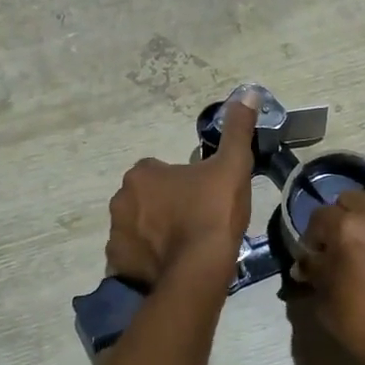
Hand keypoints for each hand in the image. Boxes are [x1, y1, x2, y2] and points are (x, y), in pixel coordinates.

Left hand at [105, 93, 258, 286]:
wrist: (197, 273)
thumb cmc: (212, 214)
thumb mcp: (232, 167)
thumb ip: (237, 131)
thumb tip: (247, 92)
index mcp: (142, 174)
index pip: (159, 170)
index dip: (182, 182)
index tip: (202, 197)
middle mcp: (120, 200)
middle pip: (146, 198)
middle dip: (164, 207)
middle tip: (195, 222)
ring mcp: (116, 235)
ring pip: (138, 228)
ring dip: (155, 233)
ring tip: (186, 248)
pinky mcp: (118, 265)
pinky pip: (133, 257)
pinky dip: (147, 260)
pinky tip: (171, 267)